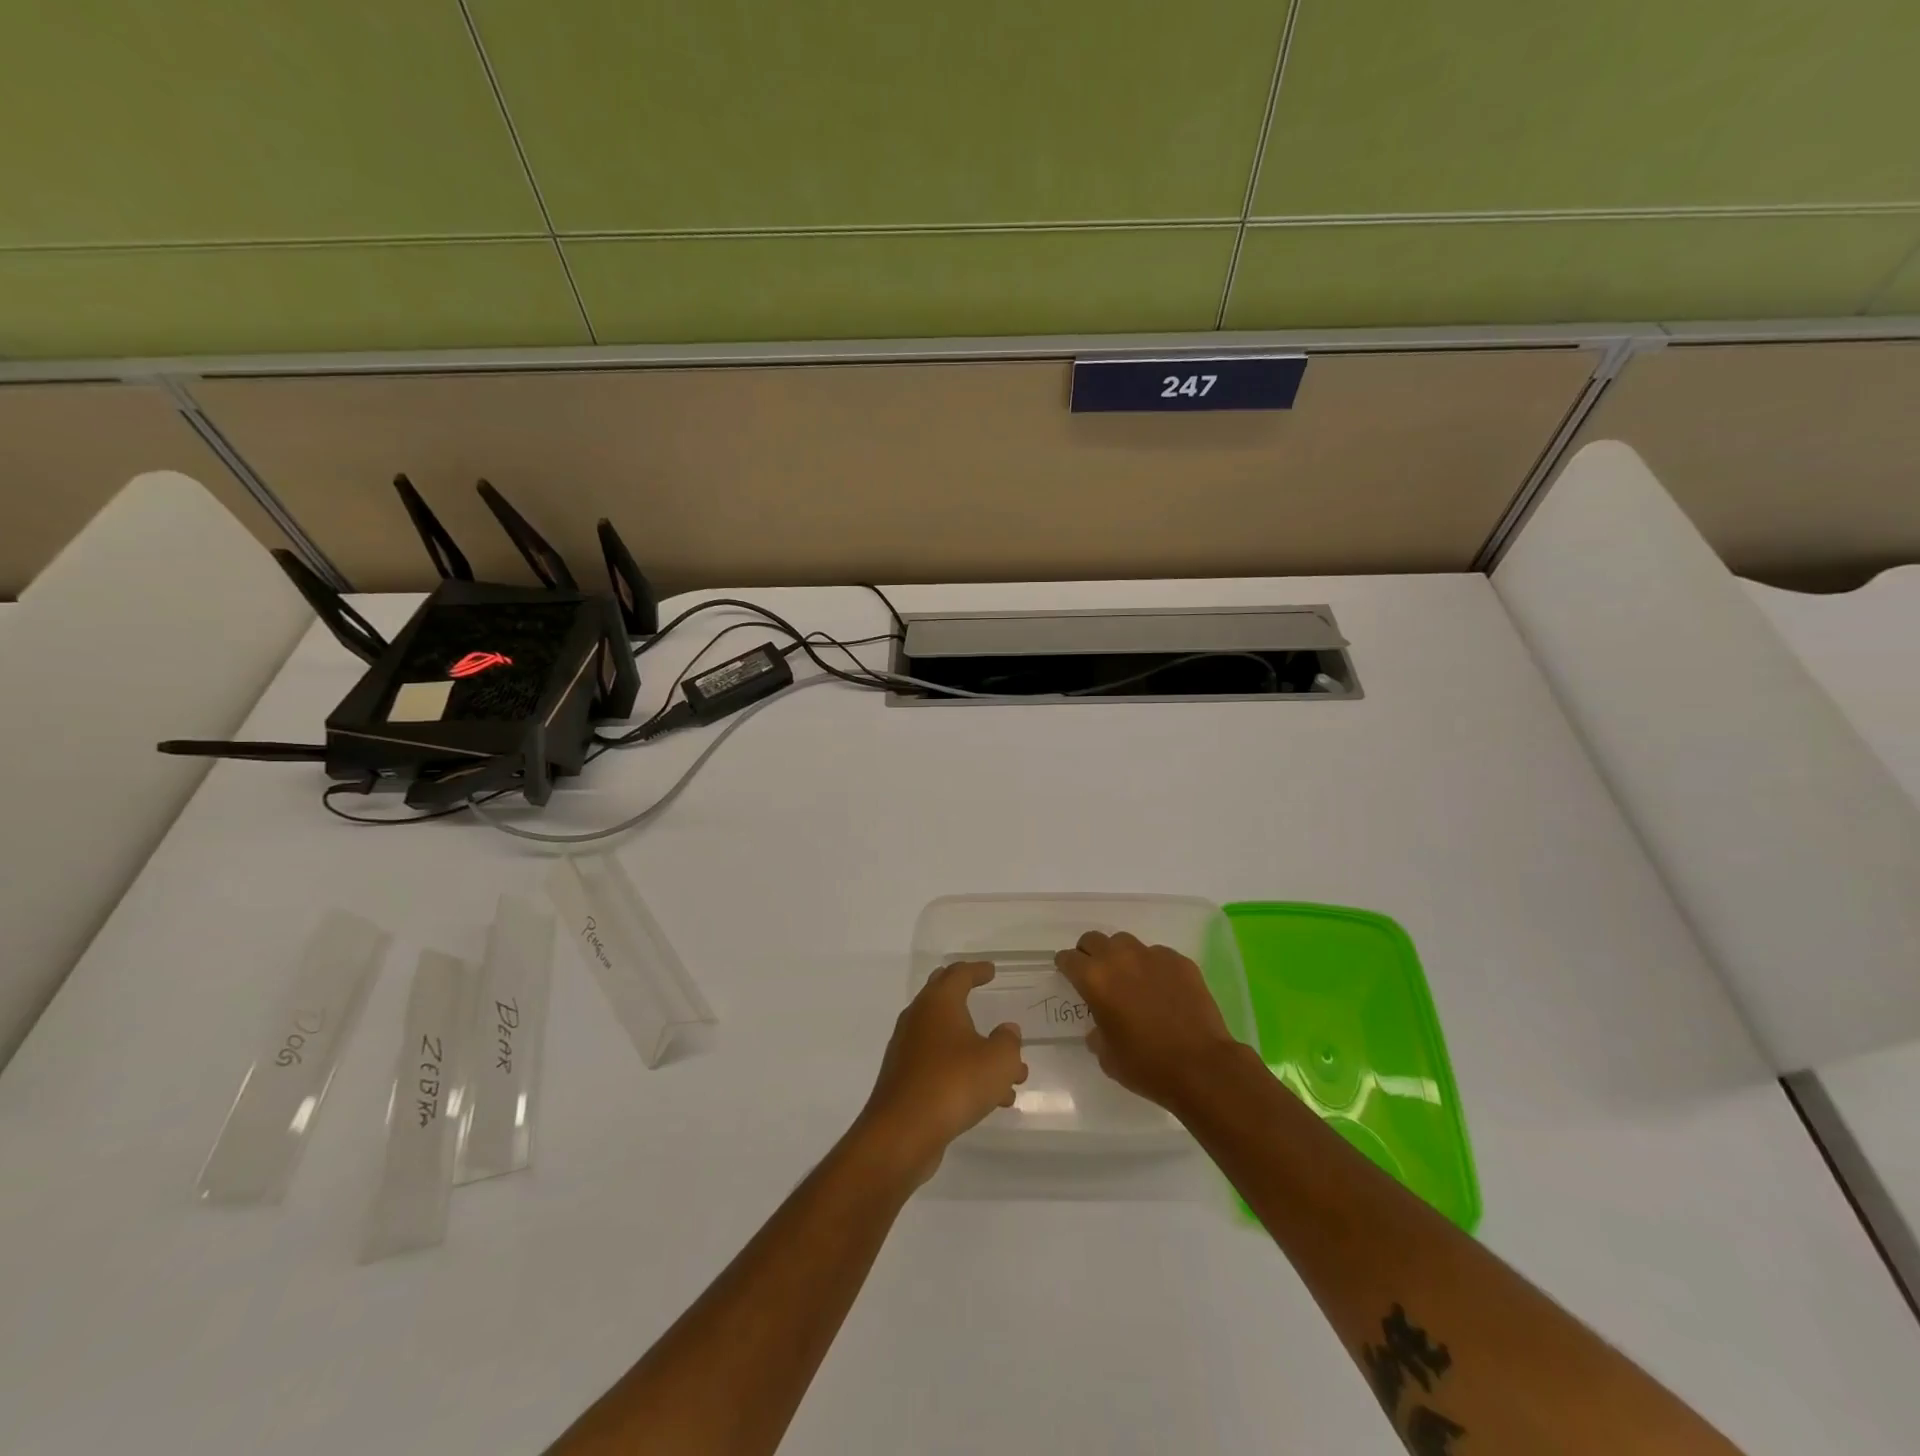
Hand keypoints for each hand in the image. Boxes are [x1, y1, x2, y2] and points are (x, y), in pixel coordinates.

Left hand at [857, 961, 1027, 1183]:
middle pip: (943, 997)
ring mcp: (908, 1049)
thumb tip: (1007, 1031)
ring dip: (977, 1049)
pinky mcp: (906, 1079)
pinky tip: (991, 1100)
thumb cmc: (954, 1083)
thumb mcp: (998, 1061)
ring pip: (948, 1039)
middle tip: (982, 992)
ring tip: (1013, 1074)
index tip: (991, 970)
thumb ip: (1008, 1041)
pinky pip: (941, 1066)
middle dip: (966, 996)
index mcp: (939, 1003)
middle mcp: (919, 1019)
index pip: (959, 974)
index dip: (977, 970)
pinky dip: (965, 1072)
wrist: (902, 1132)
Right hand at [1054, 931, 1243, 1113]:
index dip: (1065, 966)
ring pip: (1126, 942)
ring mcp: (1152, 956)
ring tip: (1129, 978)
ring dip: (1120, 956)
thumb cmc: (1146, 1065)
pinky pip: (1157, 955)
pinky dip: (1152, 967)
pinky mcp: (1180, 961)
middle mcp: (1120, 958)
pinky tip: (1162, 989)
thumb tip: (1100, 1025)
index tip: (1067, 974)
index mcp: (1095, 979)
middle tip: (1096, 974)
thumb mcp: (1106, 1056)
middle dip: (1089, 953)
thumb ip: (1096, 1031)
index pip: (1069, 959)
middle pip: (1094, 940)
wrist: (1201, 1067)